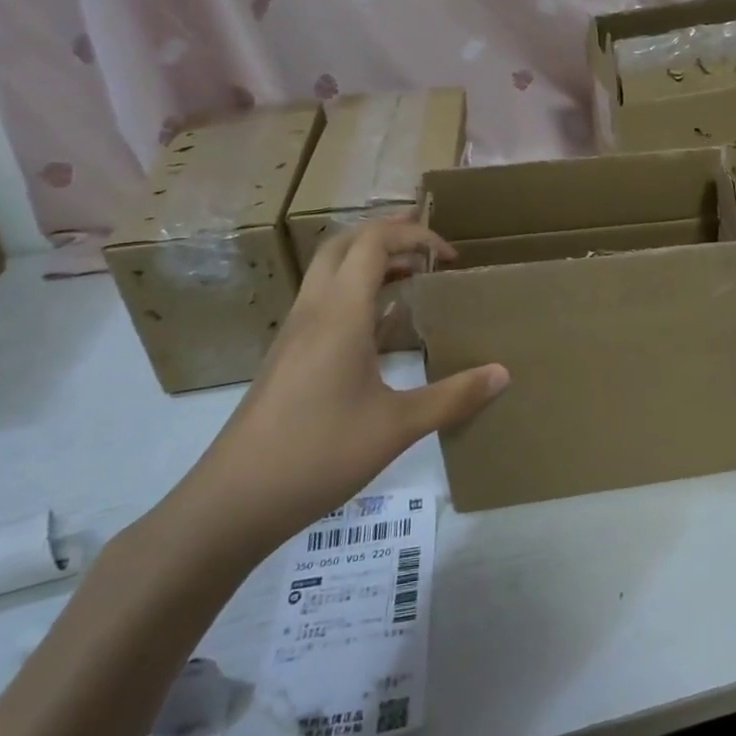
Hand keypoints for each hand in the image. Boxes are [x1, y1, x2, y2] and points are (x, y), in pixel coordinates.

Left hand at [170, 220, 507, 560]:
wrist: (232, 502)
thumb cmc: (319, 454)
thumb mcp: (397, 427)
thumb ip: (454, 397)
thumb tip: (503, 373)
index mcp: (340, 314)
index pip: (373, 242)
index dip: (414, 235)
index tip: (450, 256)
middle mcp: (313, 311)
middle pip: (344, 243)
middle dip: (387, 233)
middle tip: (428, 246)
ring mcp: (295, 334)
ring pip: (329, 271)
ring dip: (369, 261)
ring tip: (411, 275)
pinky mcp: (287, 357)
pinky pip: (324, 301)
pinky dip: (356, 291)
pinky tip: (381, 324)